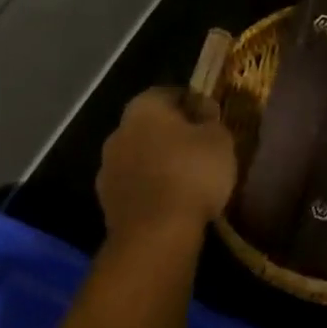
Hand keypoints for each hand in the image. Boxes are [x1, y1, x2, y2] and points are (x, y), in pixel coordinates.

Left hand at [96, 88, 236, 242]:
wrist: (156, 234)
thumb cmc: (192, 174)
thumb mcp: (219, 139)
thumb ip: (211, 120)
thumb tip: (203, 111)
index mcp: (144, 107)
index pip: (169, 93)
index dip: (193, 103)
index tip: (211, 118)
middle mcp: (119, 131)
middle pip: (150, 124)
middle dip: (172, 133)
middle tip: (200, 147)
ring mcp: (108, 168)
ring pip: (140, 155)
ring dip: (159, 161)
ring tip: (187, 177)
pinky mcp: (107, 201)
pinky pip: (135, 184)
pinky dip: (151, 187)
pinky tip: (172, 199)